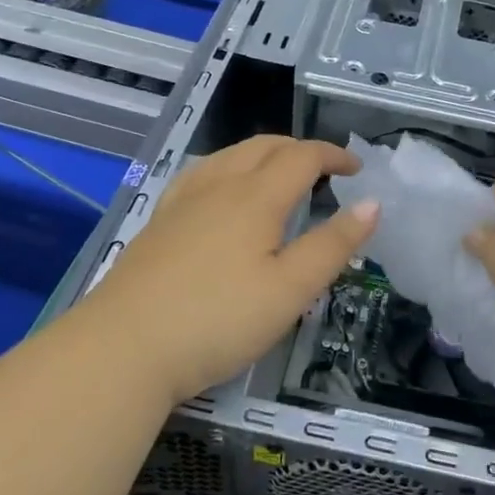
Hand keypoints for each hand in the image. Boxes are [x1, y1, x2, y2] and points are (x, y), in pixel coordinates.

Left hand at [71, 136, 379, 402]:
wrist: (123, 348)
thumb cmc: (218, 320)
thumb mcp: (290, 290)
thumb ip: (333, 245)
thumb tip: (372, 204)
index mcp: (256, 197)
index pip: (302, 157)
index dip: (333, 155)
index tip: (357, 168)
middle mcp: (219, 186)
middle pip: (264, 146)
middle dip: (300, 149)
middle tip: (324, 170)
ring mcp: (182, 201)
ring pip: (229, 155)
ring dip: (263, 154)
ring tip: (279, 174)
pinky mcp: (158, 222)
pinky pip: (201, 173)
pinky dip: (228, 167)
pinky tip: (221, 191)